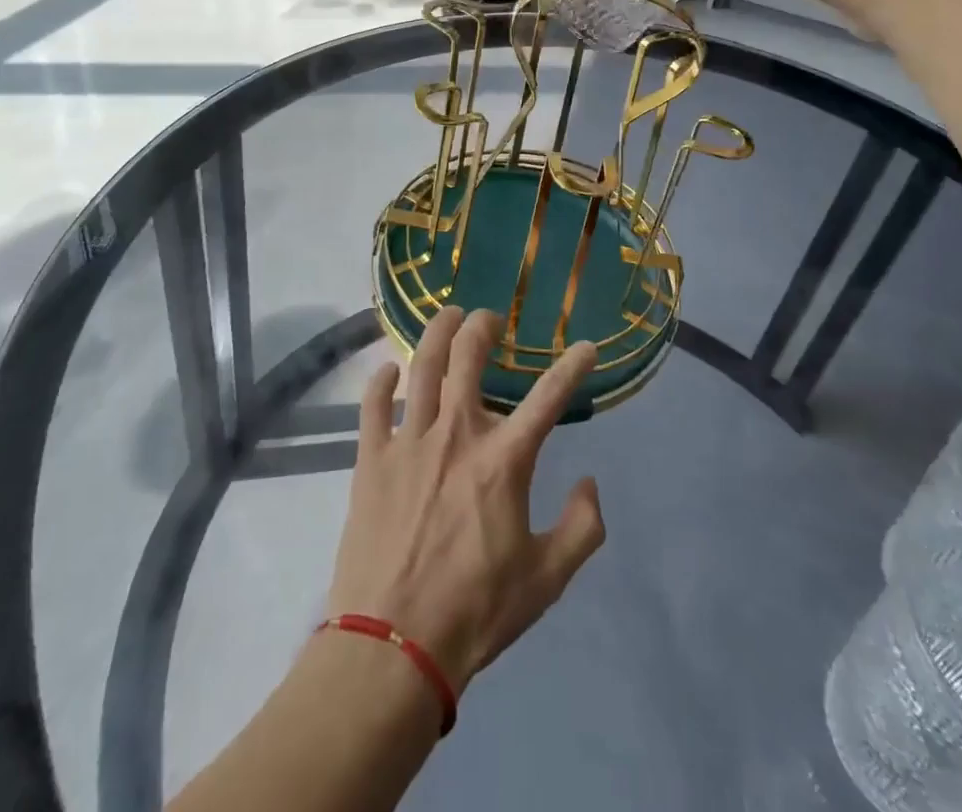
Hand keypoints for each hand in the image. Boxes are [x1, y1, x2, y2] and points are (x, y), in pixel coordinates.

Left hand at [327, 307, 605, 697]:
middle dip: (483, 326)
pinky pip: (373, 404)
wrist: (394, 645)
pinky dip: (381, 380)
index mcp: (504, 459)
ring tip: (448, 315)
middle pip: (469, 358)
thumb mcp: (547, 579)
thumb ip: (582, 528)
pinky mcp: (371, 458)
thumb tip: (589, 484)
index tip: (587, 346)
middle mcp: (457, 434)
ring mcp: (409, 441)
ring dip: (438, 333)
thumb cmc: (476, 611)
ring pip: (423, 367)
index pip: (549, 397)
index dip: (572, 366)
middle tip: (490, 318)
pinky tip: (389, 370)